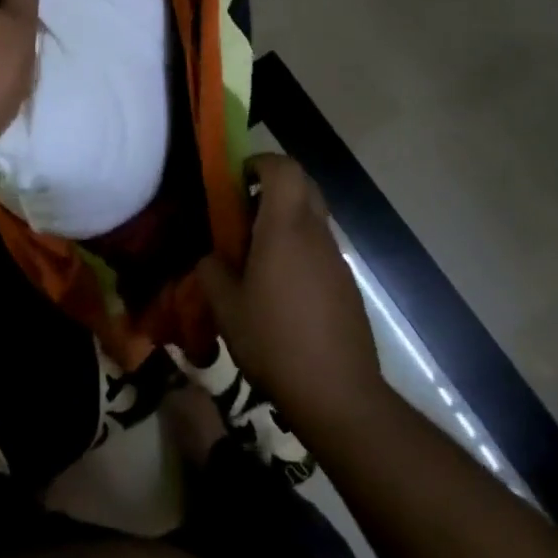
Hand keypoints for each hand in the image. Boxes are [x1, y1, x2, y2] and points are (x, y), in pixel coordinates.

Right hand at [197, 154, 383, 429]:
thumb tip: (211, 258)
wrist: (339, 395)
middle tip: (243, 212)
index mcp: (285, 228)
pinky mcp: (346, 285)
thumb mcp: (226, 308)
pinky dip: (298, 250)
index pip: (283, 168)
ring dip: (285, 221)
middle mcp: (316, 234)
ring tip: (255, 256)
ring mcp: (336, 259)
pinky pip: (319, 249)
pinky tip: (279, 289)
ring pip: (312, 218)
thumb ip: (212, 272)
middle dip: (273, 186)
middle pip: (303, 185)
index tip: (236, 179)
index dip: (260, 162)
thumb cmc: (275, 342)